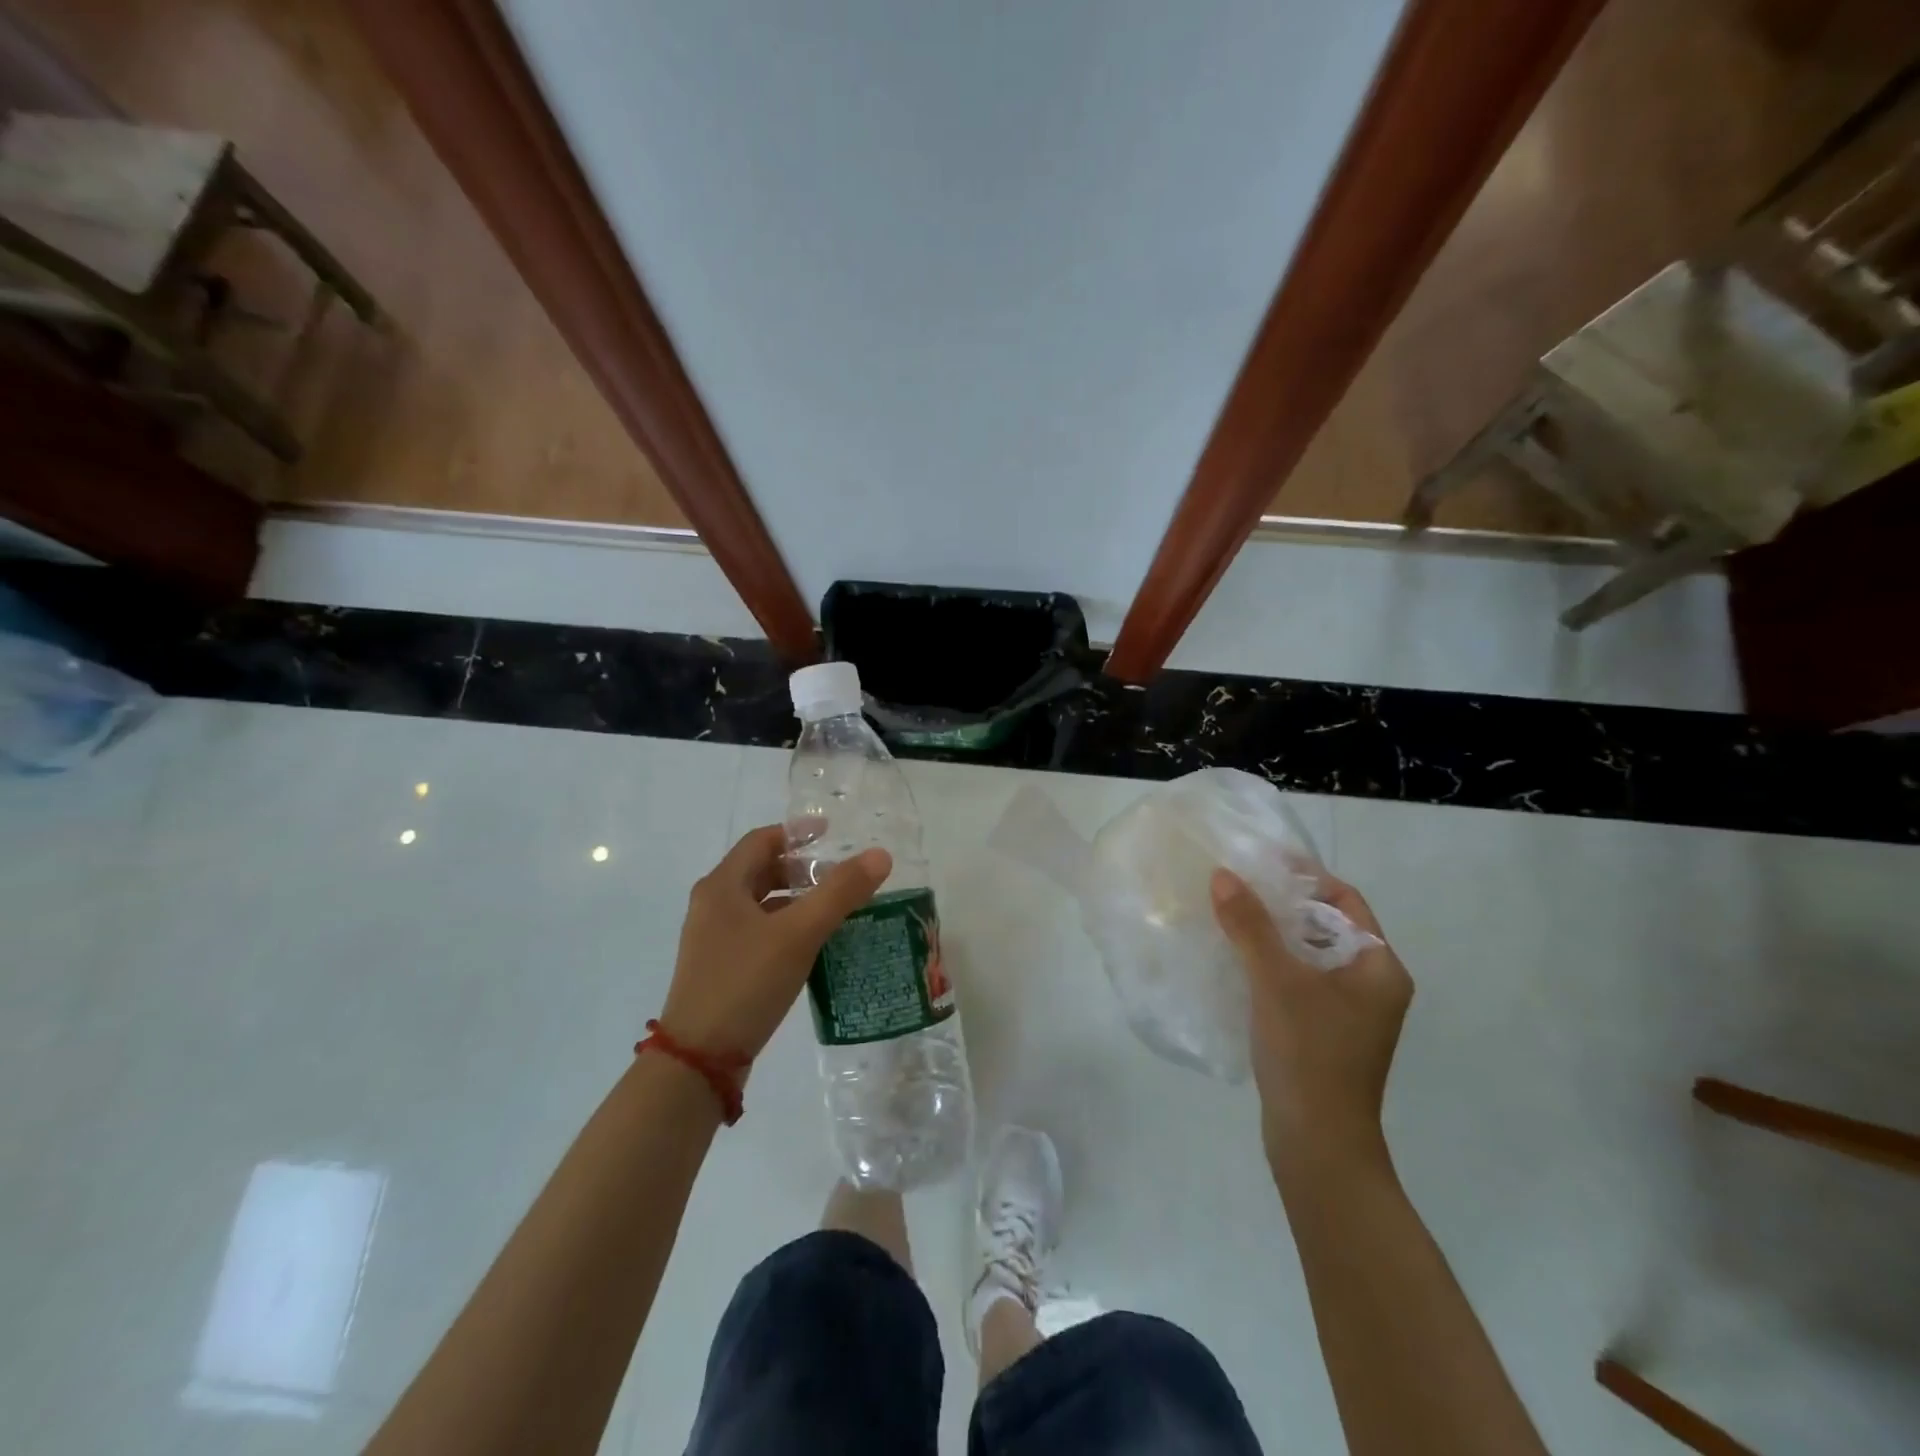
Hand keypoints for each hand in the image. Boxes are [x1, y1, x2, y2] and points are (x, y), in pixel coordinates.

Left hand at [662, 826, 890, 1059]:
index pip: (761, 841)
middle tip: (840, 875)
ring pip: (762, 904)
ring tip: (836, 908)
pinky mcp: (721, 968)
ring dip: (797, 899)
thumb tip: (880, 855)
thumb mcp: (799, 933)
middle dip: (801, 869)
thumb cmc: (746, 982)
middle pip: (761, 871)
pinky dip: (787, 927)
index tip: (832, 834)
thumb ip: (840, 892)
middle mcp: (713, 906)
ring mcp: (714, 939)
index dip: (797, 833)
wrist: (699, 1060)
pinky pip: (759, 932)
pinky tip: (814, 945)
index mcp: (722, 886)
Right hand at [1210, 868, 1411, 1168]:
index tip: (1261, 862)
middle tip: (1237, 886)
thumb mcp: (1276, 981)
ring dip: (1272, 935)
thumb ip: (1250, 925)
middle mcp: (1372, 985)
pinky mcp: (1325, 1032)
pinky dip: (1271, 965)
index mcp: (1379, 967)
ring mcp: (1350, 1013)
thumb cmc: (1309, 1054)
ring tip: (1229, 916)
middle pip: (1326, 925)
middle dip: (1282, 904)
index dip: (1306, 877)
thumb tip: (1223, 875)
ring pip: (1309, 955)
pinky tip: (1234, 960)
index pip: (1345, 901)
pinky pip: (1298, 982)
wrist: (1318, 1145)